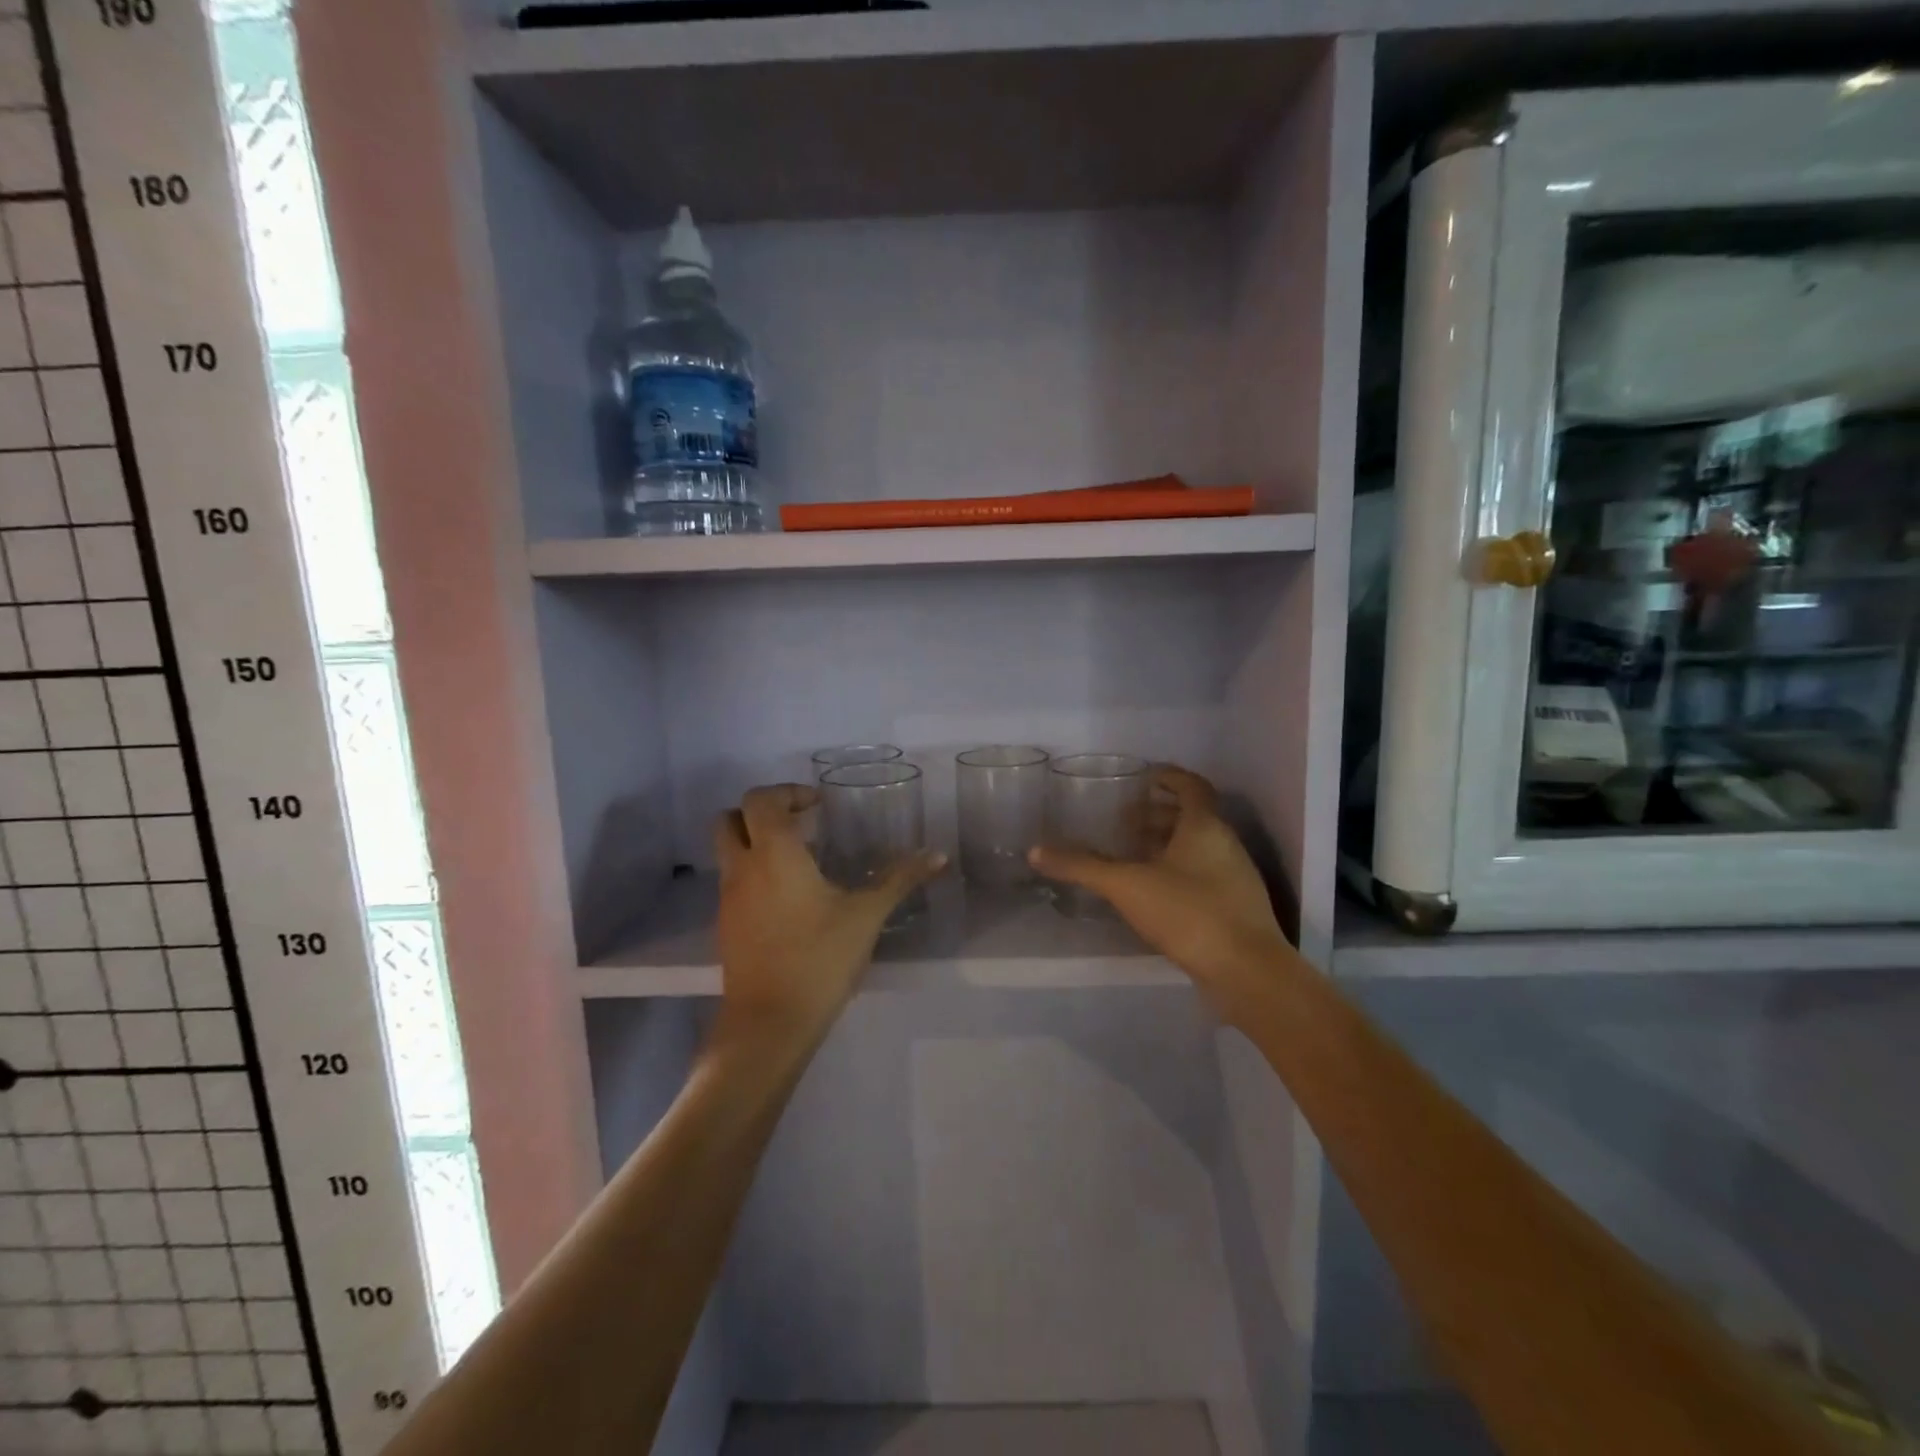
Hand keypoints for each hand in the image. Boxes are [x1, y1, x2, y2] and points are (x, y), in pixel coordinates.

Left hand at [713, 784, 945, 1049]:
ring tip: (800, 860)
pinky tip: (790, 899)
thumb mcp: (866, 916)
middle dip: (761, 812)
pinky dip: (754, 874)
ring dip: (755, 843)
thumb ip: (900, 879)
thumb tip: (938, 855)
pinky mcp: (726, 927)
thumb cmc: (819, 959)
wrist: (769, 1025)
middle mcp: (742, 868)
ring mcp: (728, 899)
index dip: (787, 792)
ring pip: (728, 851)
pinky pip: (733, 882)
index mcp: (773, 854)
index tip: (819, 805)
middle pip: (730, 819)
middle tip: (800, 823)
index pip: (761, 799)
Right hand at [1030, 765, 1295, 1017]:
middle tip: (1126, 820)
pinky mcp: (1236, 907)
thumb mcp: (1127, 886)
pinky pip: (1205, 875)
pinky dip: (1179, 872)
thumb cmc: (1189, 913)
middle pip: (1194, 816)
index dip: (1169, 777)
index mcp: (1205, 826)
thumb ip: (1083, 866)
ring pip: (1200, 847)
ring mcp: (1235, 877)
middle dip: (1160, 814)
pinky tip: (1155, 893)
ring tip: (1134, 856)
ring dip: (1169, 844)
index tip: (1144, 778)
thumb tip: (1036, 851)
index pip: (1191, 785)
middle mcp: (1225, 844)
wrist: (1248, 972)